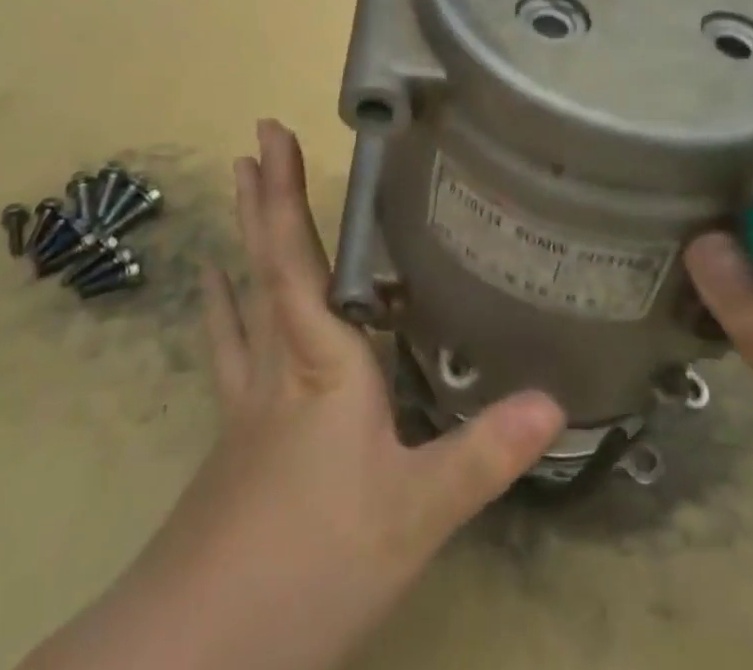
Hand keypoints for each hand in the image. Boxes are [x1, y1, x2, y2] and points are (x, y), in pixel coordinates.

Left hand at [24, 121, 565, 669]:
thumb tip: (555, 400)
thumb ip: (482, 454)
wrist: (197, 652)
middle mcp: (279, 362)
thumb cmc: (311, 562)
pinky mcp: (234, 432)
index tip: (272, 135)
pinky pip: (229, 345)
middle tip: (255, 137)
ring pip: (243, 294)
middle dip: (263, 195)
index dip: (283, 195)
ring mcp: (248, 397)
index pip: (298, 260)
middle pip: (267, 261)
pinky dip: (221, 305)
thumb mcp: (414, 515)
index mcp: (321, 361)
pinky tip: (211, 286)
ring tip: (233, 184)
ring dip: (242, 234)